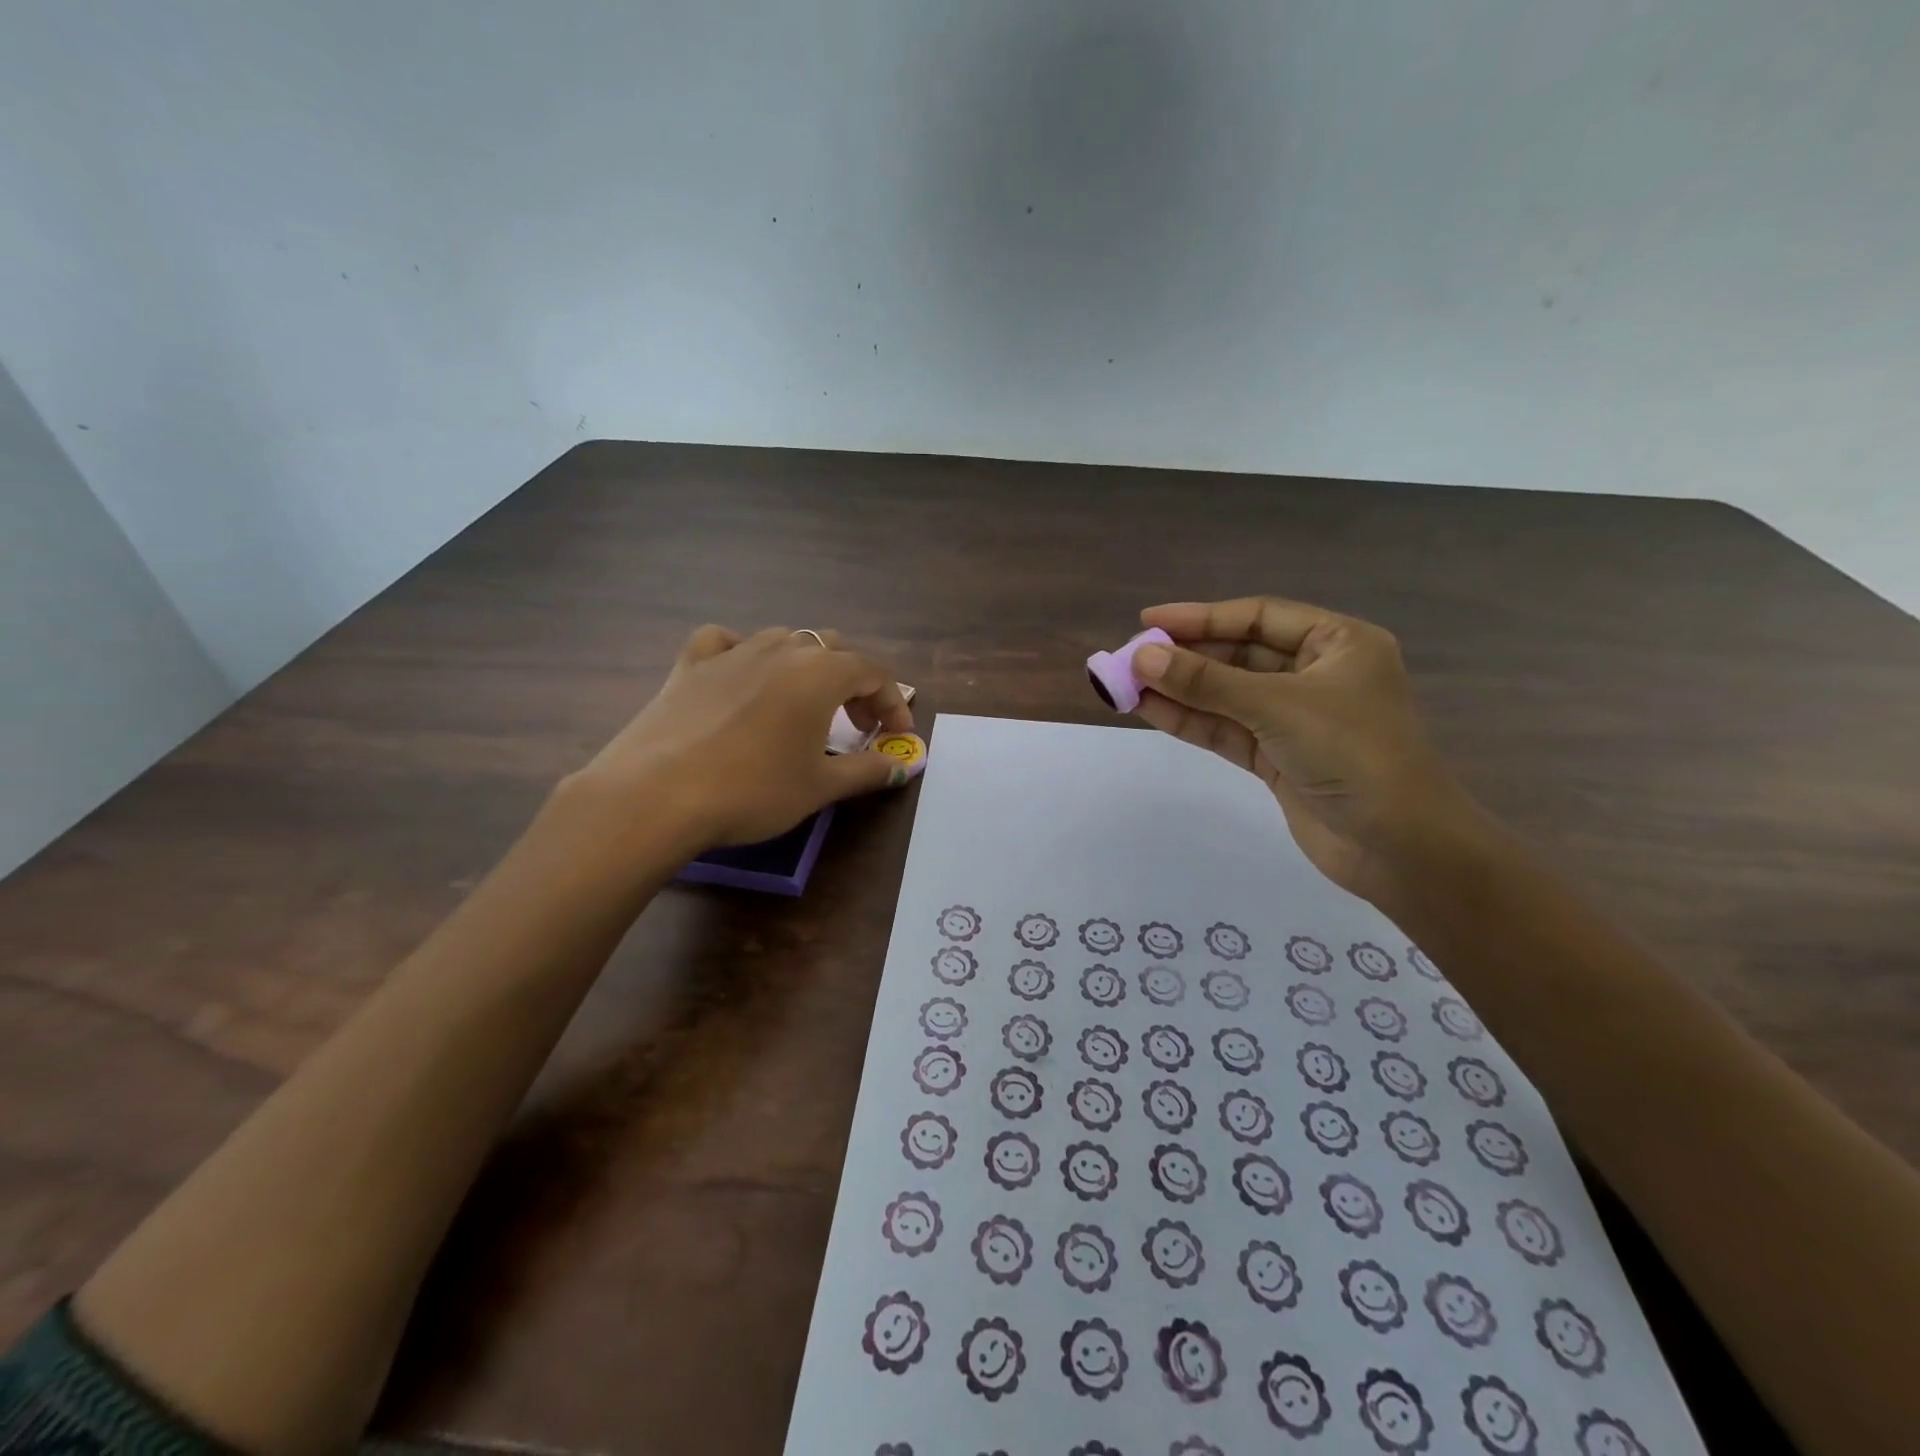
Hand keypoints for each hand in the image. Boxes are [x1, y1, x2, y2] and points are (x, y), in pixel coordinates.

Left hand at [562, 625, 914, 852]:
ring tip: (804, 705)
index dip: (893, 703)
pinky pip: (724, 642)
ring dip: (806, 667)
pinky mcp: (690, 665)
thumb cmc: (752, 790)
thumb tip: (901, 766)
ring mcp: (732, 652)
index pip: (873, 672)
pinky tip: (740, 676)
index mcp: (820, 673)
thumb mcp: (820, 787)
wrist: (656, 795)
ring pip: (783, 640)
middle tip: (855, 726)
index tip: (897, 737)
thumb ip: (867, 770)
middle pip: (833, 650)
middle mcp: (780, 650)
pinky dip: (741, 652)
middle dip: (854, 684)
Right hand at [1130, 597, 1477, 904]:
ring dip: (1179, 690)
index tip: (1149, 622)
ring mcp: (1295, 719)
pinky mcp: (1278, 758)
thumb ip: (1207, 683)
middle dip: (1185, 657)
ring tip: (1126, 683)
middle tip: (1131, 658)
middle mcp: (1316, 674)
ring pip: (1227, 695)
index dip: (1201, 616)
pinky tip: (1149, 709)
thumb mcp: (1277, 707)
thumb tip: (1143, 658)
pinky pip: (1226, 729)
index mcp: (1338, 643)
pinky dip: (1190, 720)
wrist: (1399, 847)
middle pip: (1239, 655)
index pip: (1258, 617)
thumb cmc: (1353, 754)